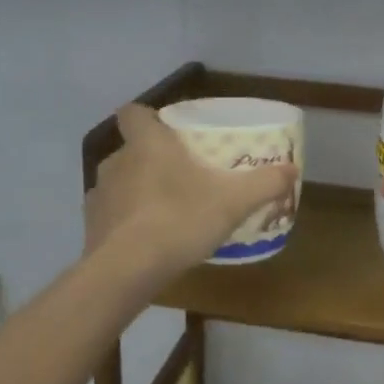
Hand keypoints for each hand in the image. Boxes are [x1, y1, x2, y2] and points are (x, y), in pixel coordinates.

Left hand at [86, 104, 298, 277]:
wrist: (126, 271)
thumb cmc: (179, 220)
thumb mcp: (233, 202)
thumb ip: (264, 183)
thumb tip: (292, 169)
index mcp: (147, 144)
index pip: (133, 112)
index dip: (148, 117)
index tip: (168, 131)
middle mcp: (117, 161)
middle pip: (132, 148)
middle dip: (152, 159)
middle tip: (182, 177)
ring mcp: (100, 194)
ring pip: (120, 182)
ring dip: (137, 190)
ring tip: (165, 212)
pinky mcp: (90, 226)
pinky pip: (110, 215)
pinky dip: (125, 222)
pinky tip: (145, 241)